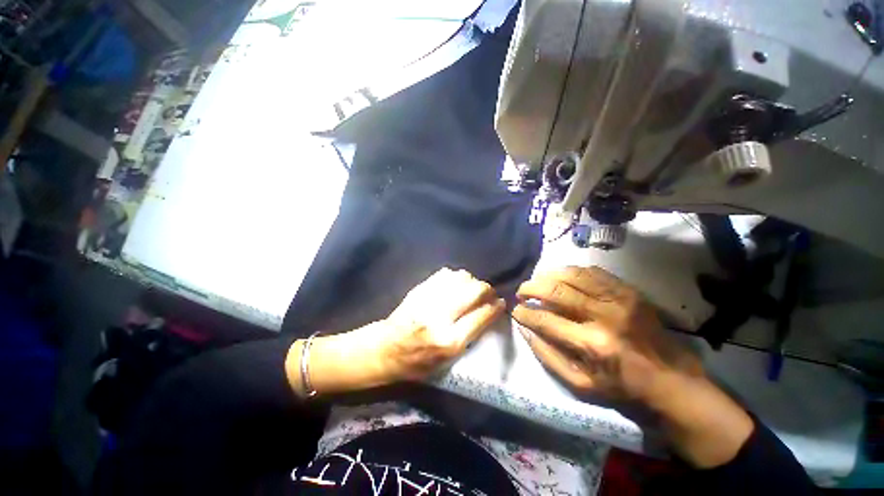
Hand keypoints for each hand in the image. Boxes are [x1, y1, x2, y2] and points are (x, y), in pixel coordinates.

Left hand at [291, 268, 503, 394]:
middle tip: (488, 292)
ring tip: (471, 287)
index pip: (482, 316)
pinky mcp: (419, 290)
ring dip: (471, 281)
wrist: (385, 349)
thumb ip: (469, 336)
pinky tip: (455, 283)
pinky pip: (444, 274)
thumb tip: (487, 312)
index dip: (495, 307)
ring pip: (460, 278)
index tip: (500, 302)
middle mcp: (441, 318)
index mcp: (449, 342)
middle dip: (486, 289)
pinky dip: (455, 276)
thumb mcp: (447, 362)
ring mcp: (428, 300)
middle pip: (474, 291)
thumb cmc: (417, 363)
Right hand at [512, 266, 752, 467]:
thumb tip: (524, 328)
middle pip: (556, 290)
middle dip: (531, 288)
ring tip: (537, 281)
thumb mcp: (580, 384)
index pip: (545, 319)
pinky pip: (592, 272)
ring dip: (548, 276)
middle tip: (521, 292)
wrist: (671, 379)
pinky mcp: (629, 290)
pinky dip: (571, 271)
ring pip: (572, 275)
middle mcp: (604, 315)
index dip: (525, 313)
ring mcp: (619, 299)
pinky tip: (562, 276)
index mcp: (592, 344)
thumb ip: (547, 355)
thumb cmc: (622, 386)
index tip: (515, 310)